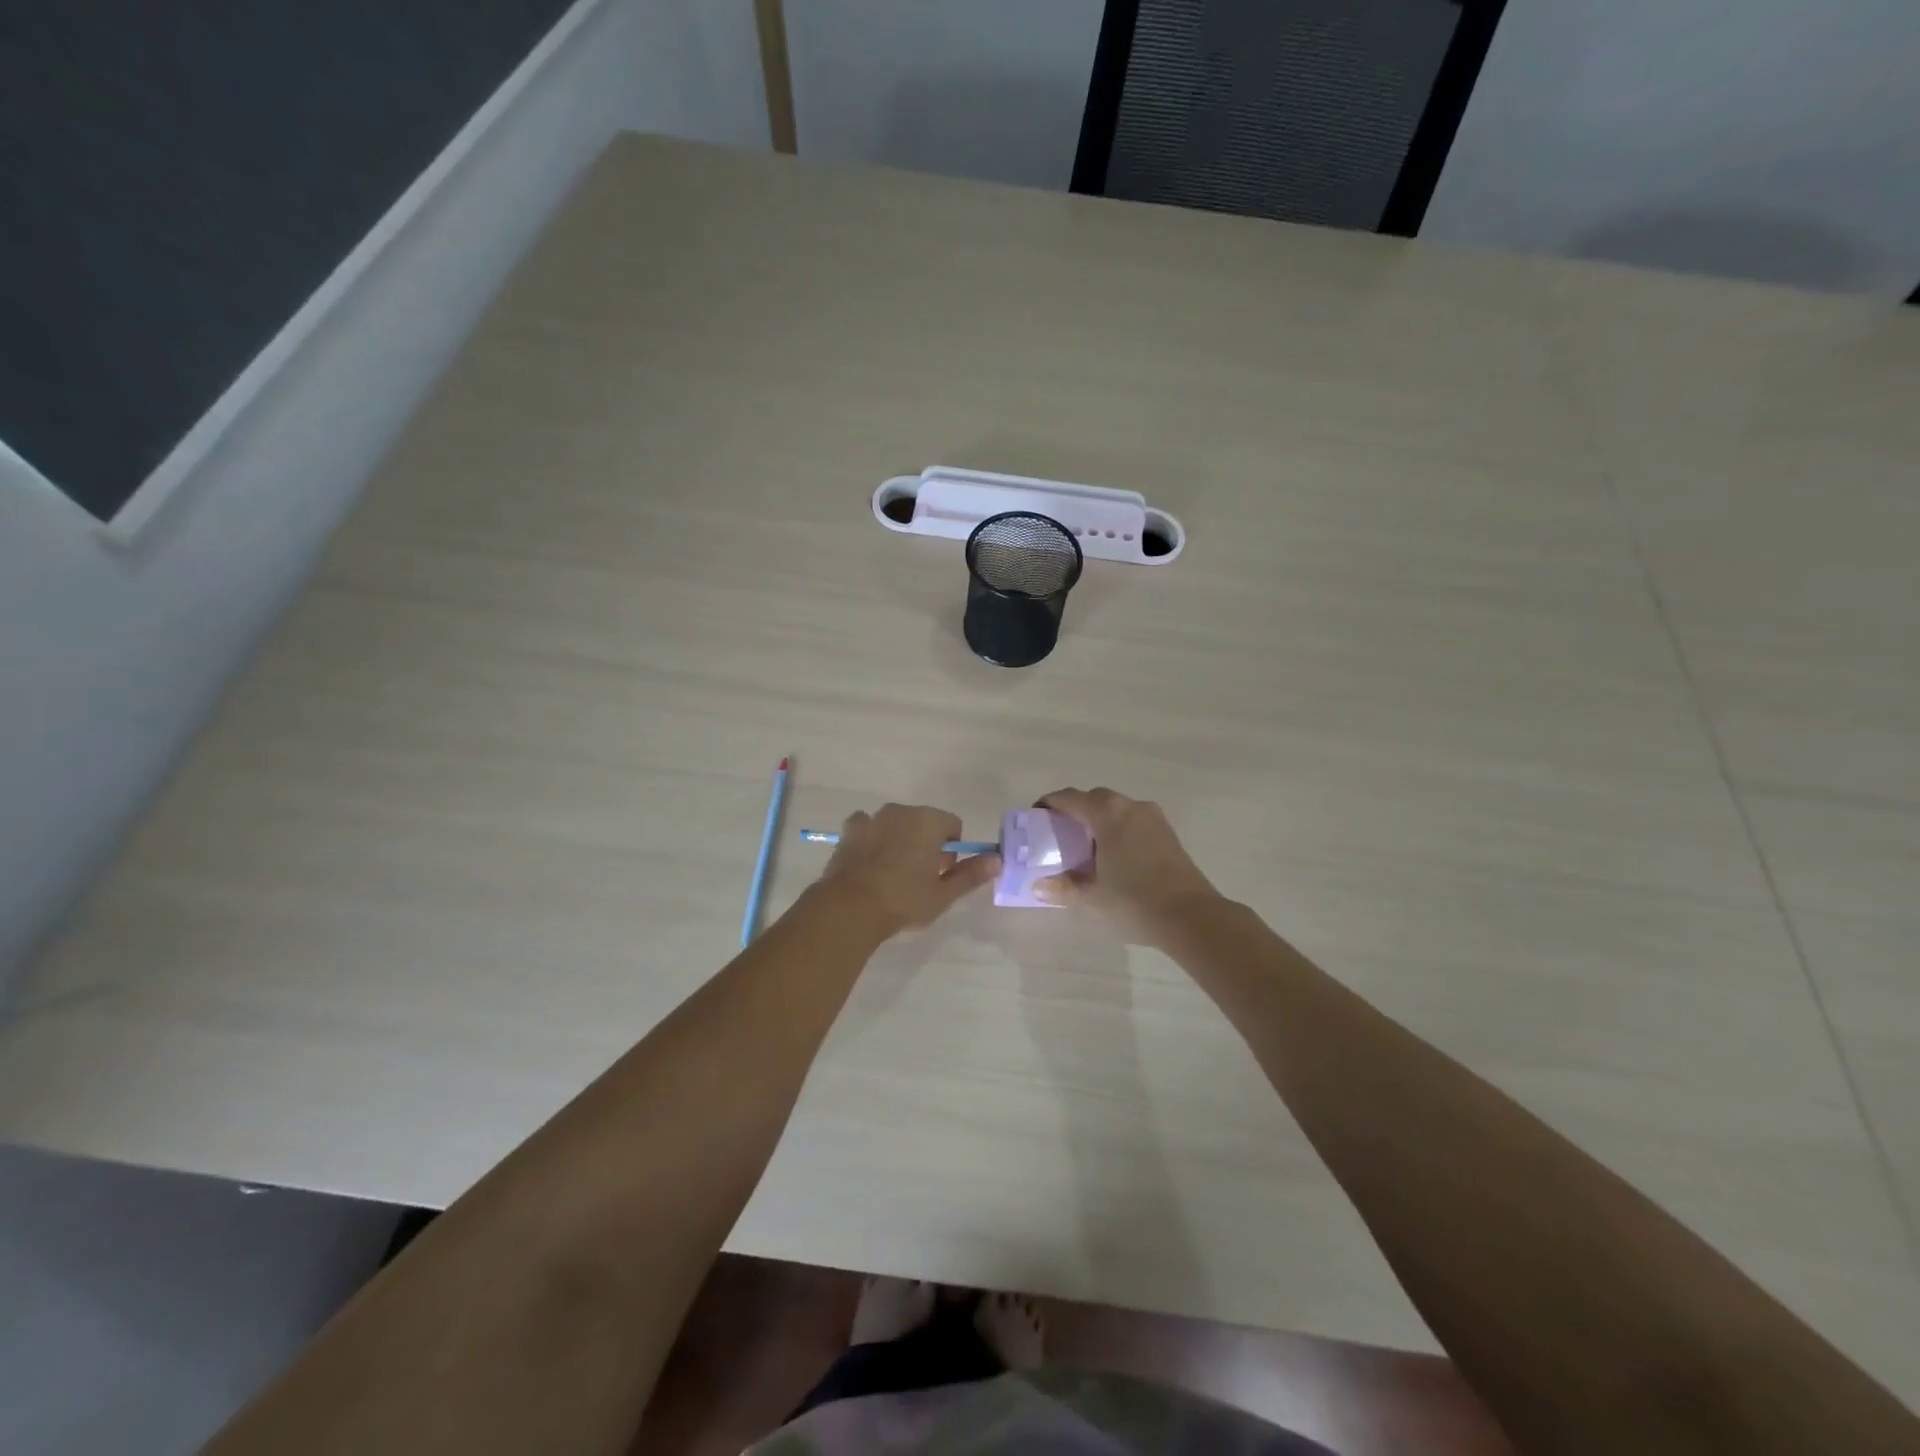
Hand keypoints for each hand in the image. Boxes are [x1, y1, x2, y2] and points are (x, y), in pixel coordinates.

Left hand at [817, 804, 999, 937]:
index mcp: (928, 821)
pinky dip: (872, 839)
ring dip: (899, 840)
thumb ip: (971, 874)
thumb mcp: (943, 893)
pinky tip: (869, 864)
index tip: (942, 873)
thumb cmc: (903, 900)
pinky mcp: (848, 831)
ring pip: (895, 824)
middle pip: (924, 822)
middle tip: (920, 877)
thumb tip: (997, 860)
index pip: (953, 825)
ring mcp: (871, 818)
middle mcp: (900, 811)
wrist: (850, 908)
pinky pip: (868, 828)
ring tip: (893, 873)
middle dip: (926, 843)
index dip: (952, 849)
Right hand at [1034, 788, 1221, 940]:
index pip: (1069, 798)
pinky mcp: (1168, 834)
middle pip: (1094, 799)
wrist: (1191, 916)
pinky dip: (1118, 830)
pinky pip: (1134, 822)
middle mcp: (1130, 806)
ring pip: (1117, 809)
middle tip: (1061, 835)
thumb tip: (1038, 885)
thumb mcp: (1091, 898)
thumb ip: (1062, 888)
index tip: (1036, 817)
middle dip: (1075, 811)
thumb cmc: (1134, 901)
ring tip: (1087, 848)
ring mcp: (1153, 818)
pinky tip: (1114, 857)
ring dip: (1099, 821)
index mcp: (1107, 813)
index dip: (1049, 804)